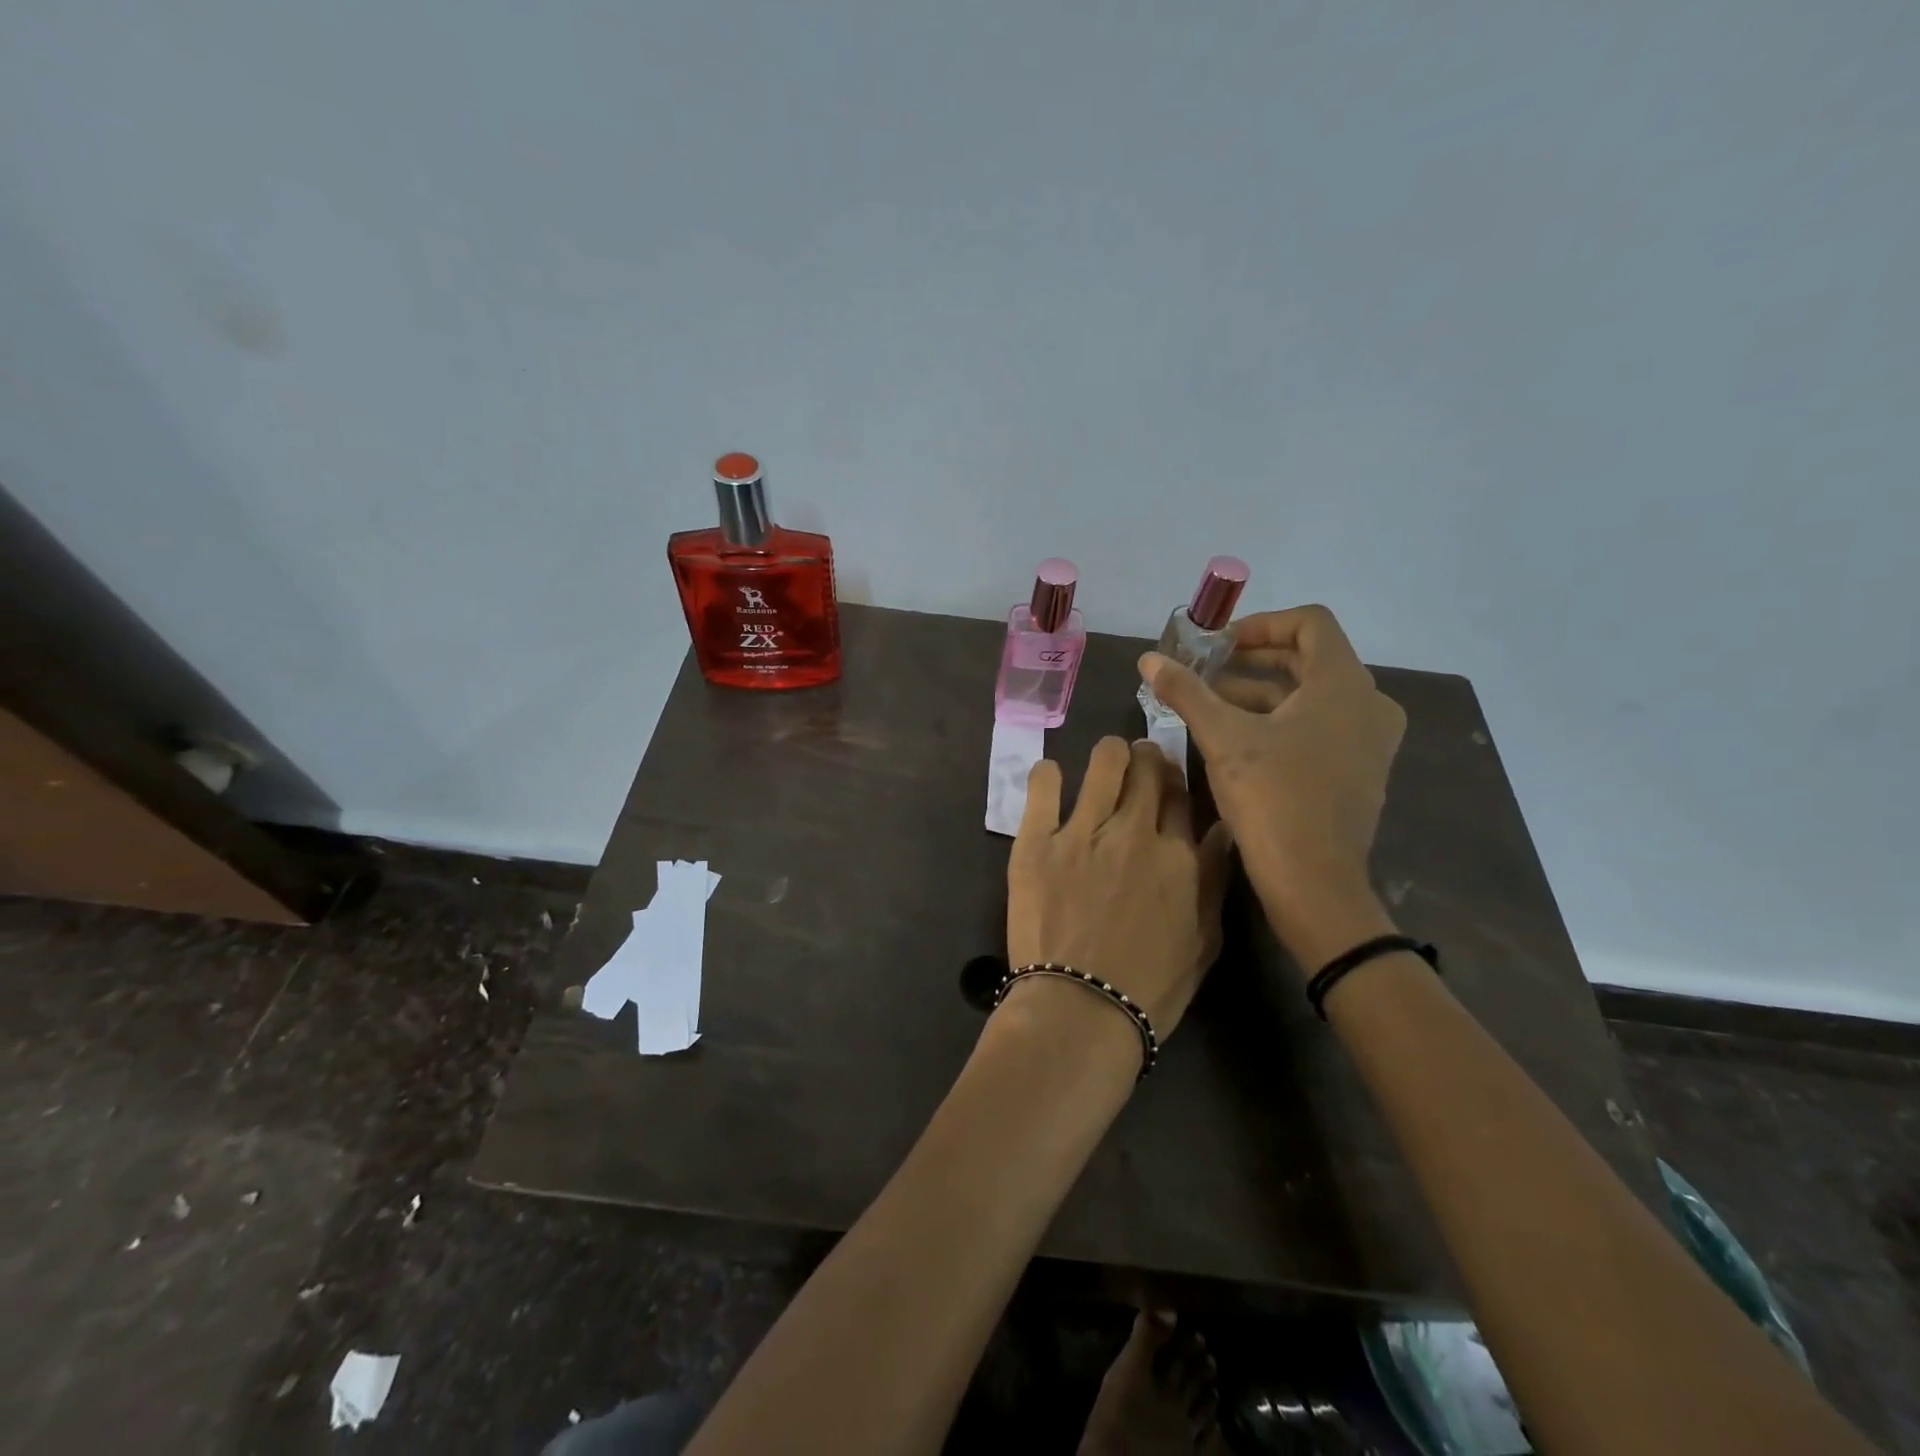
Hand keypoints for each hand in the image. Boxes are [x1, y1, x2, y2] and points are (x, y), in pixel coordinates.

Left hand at [1006, 738, 1232, 1035]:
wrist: (1081, 1011)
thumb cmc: (1150, 988)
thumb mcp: (1204, 941)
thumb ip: (1215, 880)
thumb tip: (1222, 831)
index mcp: (1179, 856)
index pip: (1182, 795)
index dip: (1176, 782)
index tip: (1167, 784)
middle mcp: (1135, 832)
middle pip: (1148, 769)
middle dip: (1147, 759)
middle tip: (1138, 766)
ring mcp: (1083, 833)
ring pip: (1105, 762)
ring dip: (1110, 754)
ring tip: (1105, 763)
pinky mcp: (1036, 841)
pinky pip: (1043, 784)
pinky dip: (1049, 774)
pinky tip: (1052, 778)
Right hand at [1139, 605, 1404, 969]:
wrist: (1314, 881)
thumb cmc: (1272, 798)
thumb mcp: (1222, 738)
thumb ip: (1186, 692)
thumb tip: (1148, 659)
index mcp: (1344, 684)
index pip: (1310, 623)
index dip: (1261, 624)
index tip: (1219, 644)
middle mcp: (1368, 704)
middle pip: (1310, 659)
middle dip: (1254, 661)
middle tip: (1208, 671)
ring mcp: (1369, 740)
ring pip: (1313, 696)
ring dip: (1263, 693)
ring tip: (1212, 706)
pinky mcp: (1360, 771)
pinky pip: (1321, 726)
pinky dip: (1283, 721)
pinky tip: (1240, 741)